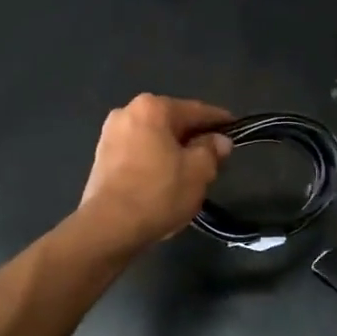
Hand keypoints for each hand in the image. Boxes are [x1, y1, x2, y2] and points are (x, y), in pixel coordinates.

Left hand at [77, 94, 232, 251]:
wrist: (108, 227)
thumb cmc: (159, 192)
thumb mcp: (198, 171)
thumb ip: (212, 150)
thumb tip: (219, 140)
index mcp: (152, 108)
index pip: (195, 110)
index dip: (219, 121)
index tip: (235, 129)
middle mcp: (127, 112)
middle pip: (172, 123)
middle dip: (193, 138)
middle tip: (215, 157)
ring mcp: (110, 135)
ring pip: (153, 139)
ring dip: (172, 151)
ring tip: (191, 172)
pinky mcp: (101, 159)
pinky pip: (138, 153)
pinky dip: (154, 162)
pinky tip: (164, 181)